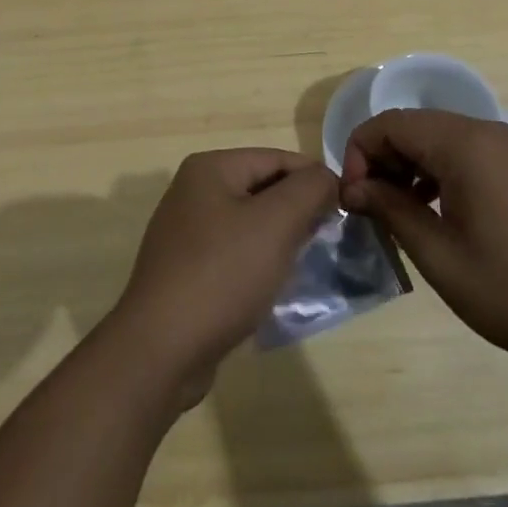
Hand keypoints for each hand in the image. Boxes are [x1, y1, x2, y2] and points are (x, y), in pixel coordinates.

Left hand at [110, 149, 339, 405]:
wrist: (162, 348)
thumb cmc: (222, 274)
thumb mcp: (275, 223)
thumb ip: (308, 190)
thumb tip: (325, 178)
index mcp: (209, 169)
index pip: (276, 158)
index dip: (314, 179)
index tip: (345, 208)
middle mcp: (193, 191)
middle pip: (261, 188)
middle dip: (297, 209)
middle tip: (330, 238)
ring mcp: (185, 232)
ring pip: (249, 223)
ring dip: (280, 238)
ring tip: (307, 262)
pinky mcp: (185, 269)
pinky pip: (234, 253)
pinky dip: (258, 263)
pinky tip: (274, 286)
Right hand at [341, 109, 507, 373]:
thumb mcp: (441, 256)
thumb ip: (391, 211)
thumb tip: (354, 188)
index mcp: (464, 144)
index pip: (389, 124)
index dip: (358, 153)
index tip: (352, 199)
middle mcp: (485, 133)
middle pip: (412, 127)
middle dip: (381, 160)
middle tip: (370, 209)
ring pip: (437, 140)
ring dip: (408, 168)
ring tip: (399, 215)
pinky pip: (464, 154)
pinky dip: (438, 174)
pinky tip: (436, 214)